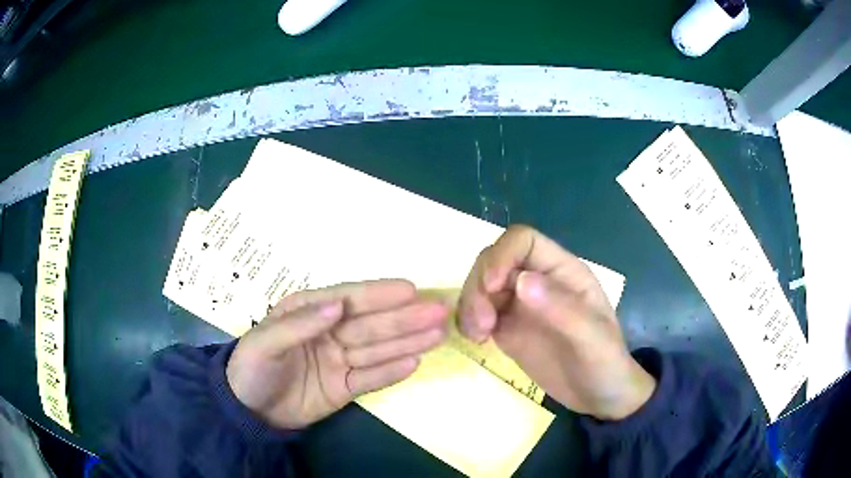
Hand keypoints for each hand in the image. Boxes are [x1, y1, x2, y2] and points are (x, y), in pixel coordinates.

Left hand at [227, 280, 448, 428]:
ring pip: (377, 349)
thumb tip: (337, 305)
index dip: (378, 294)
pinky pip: (371, 378)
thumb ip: (300, 324)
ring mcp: (339, 360)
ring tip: (438, 333)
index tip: (409, 289)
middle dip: (404, 317)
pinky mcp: (345, 386)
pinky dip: (392, 371)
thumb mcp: (265, 343)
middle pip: (370, 324)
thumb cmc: (251, 369)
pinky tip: (415, 361)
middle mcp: (329, 332)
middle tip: (438, 311)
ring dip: (407, 341)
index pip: (347, 299)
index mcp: (307, 312)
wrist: (249, 412)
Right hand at [459, 226, 654, 420]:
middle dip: (479, 285)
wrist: (599, 397)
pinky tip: (476, 339)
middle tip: (482, 324)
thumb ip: (561, 308)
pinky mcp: (507, 328)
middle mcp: (537, 281)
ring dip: (469, 304)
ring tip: (477, 335)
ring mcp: (520, 305)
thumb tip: (521, 281)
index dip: (501, 255)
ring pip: (480, 285)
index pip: (523, 241)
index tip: (491, 287)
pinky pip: (477, 312)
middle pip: (493, 260)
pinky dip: (468, 320)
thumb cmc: (604, 363)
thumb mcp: (592, 338)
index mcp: (562, 272)